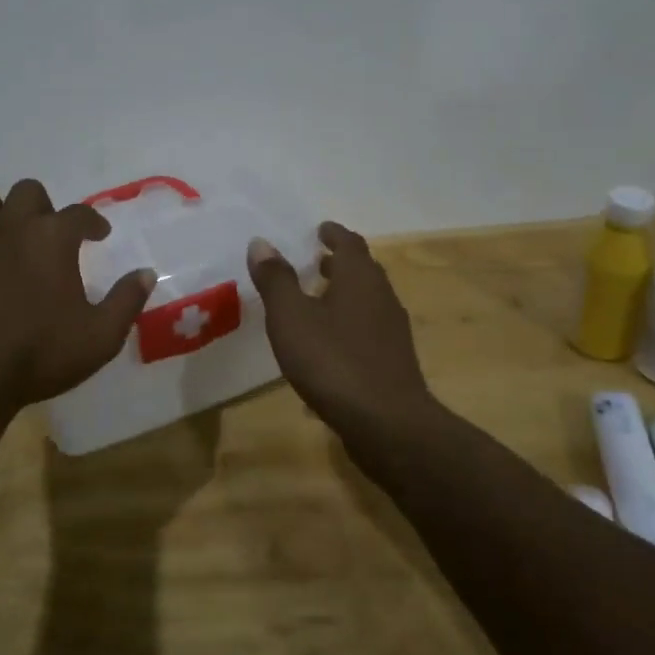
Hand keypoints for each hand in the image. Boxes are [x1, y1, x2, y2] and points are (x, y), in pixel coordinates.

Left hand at [0, 179, 154, 414]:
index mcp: (53, 237)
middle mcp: (11, 225)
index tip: (98, 235)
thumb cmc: (38, 355)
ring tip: (6, 238)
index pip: (80, 214)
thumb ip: (126, 300)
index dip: (93, 222)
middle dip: (43, 207)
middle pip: (28, 192)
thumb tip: (146, 273)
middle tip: (49, 235)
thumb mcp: (100, 337)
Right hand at [247, 221, 430, 434]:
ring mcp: (392, 331)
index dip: (333, 234)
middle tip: (316, 260)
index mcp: (360, 278)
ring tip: (318, 300)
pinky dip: (348, 323)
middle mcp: (382, 297)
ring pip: (367, 301)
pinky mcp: (393, 361)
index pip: (350, 243)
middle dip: (340, 263)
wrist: (387, 424)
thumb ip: (276, 280)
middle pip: (363, 270)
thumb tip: (261, 242)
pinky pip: (368, 329)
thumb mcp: (291, 318)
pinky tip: (328, 346)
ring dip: (344, 294)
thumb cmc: (333, 361)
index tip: (320, 229)